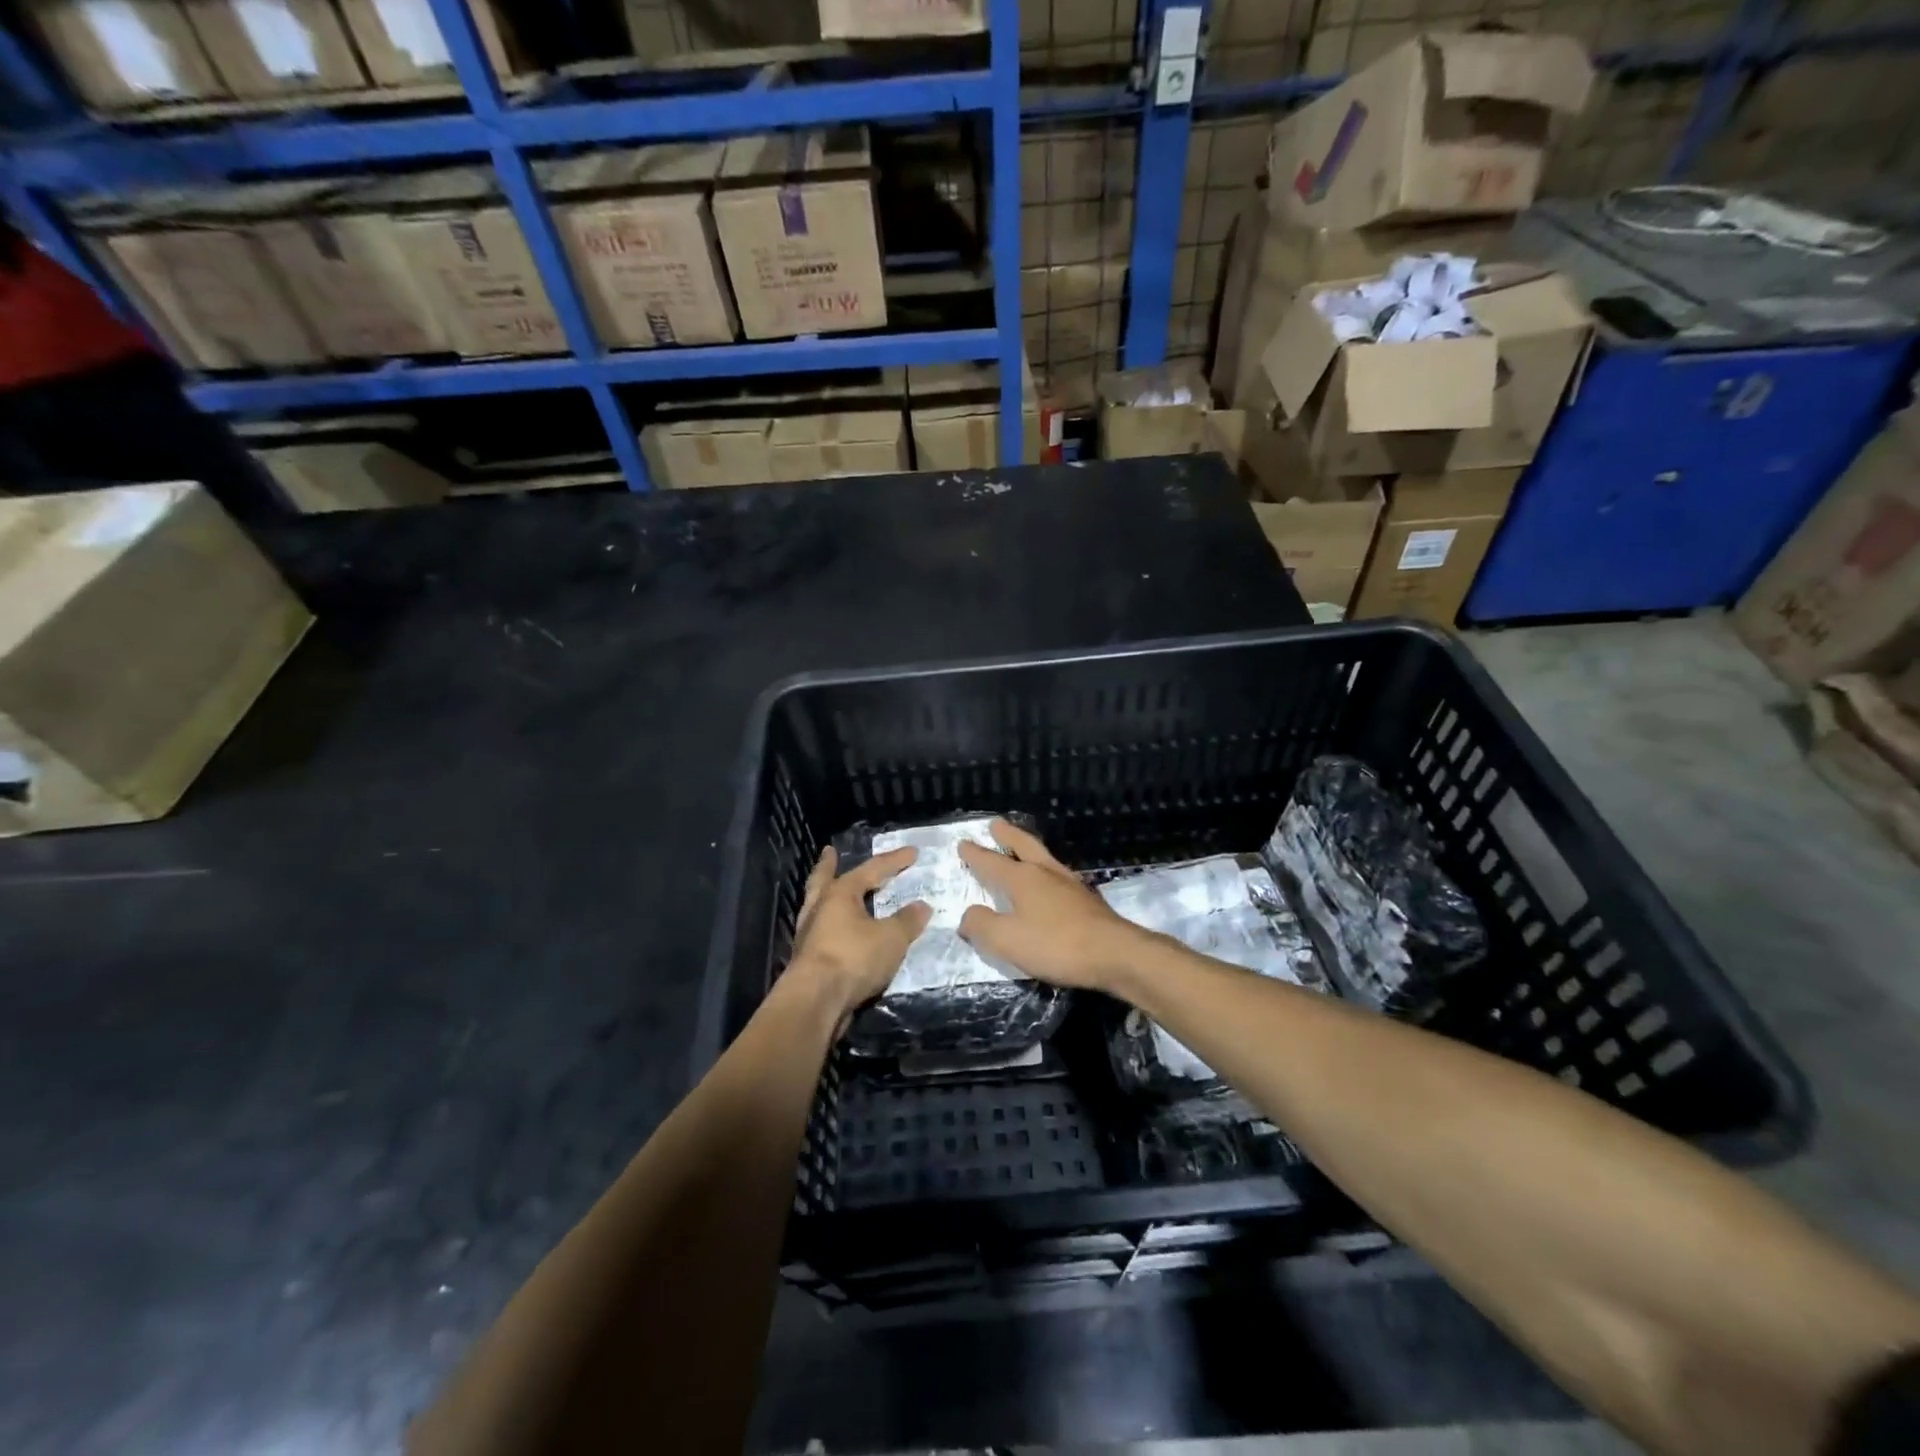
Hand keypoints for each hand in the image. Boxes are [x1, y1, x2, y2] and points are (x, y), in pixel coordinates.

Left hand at [787, 845, 931, 1016]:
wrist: (815, 1002)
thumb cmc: (853, 958)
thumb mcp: (891, 938)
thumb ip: (907, 920)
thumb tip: (922, 906)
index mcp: (840, 894)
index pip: (872, 869)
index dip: (894, 861)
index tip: (913, 852)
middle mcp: (820, 908)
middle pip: (824, 879)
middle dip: (829, 865)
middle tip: (829, 852)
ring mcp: (809, 934)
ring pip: (818, 905)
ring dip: (826, 895)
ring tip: (834, 891)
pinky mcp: (807, 959)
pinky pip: (822, 931)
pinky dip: (832, 925)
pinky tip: (840, 931)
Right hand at [958, 819, 1149, 991]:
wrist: (1115, 953)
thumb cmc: (1056, 944)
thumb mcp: (1007, 940)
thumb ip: (982, 925)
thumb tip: (967, 916)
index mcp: (1022, 878)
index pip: (992, 861)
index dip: (976, 854)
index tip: (963, 843)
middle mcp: (1046, 873)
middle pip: (1024, 845)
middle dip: (1007, 835)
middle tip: (996, 824)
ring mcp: (1070, 884)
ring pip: (1044, 857)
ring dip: (1028, 849)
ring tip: (1022, 848)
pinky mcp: (1086, 900)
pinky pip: (1058, 876)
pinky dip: (1045, 871)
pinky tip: (1049, 882)